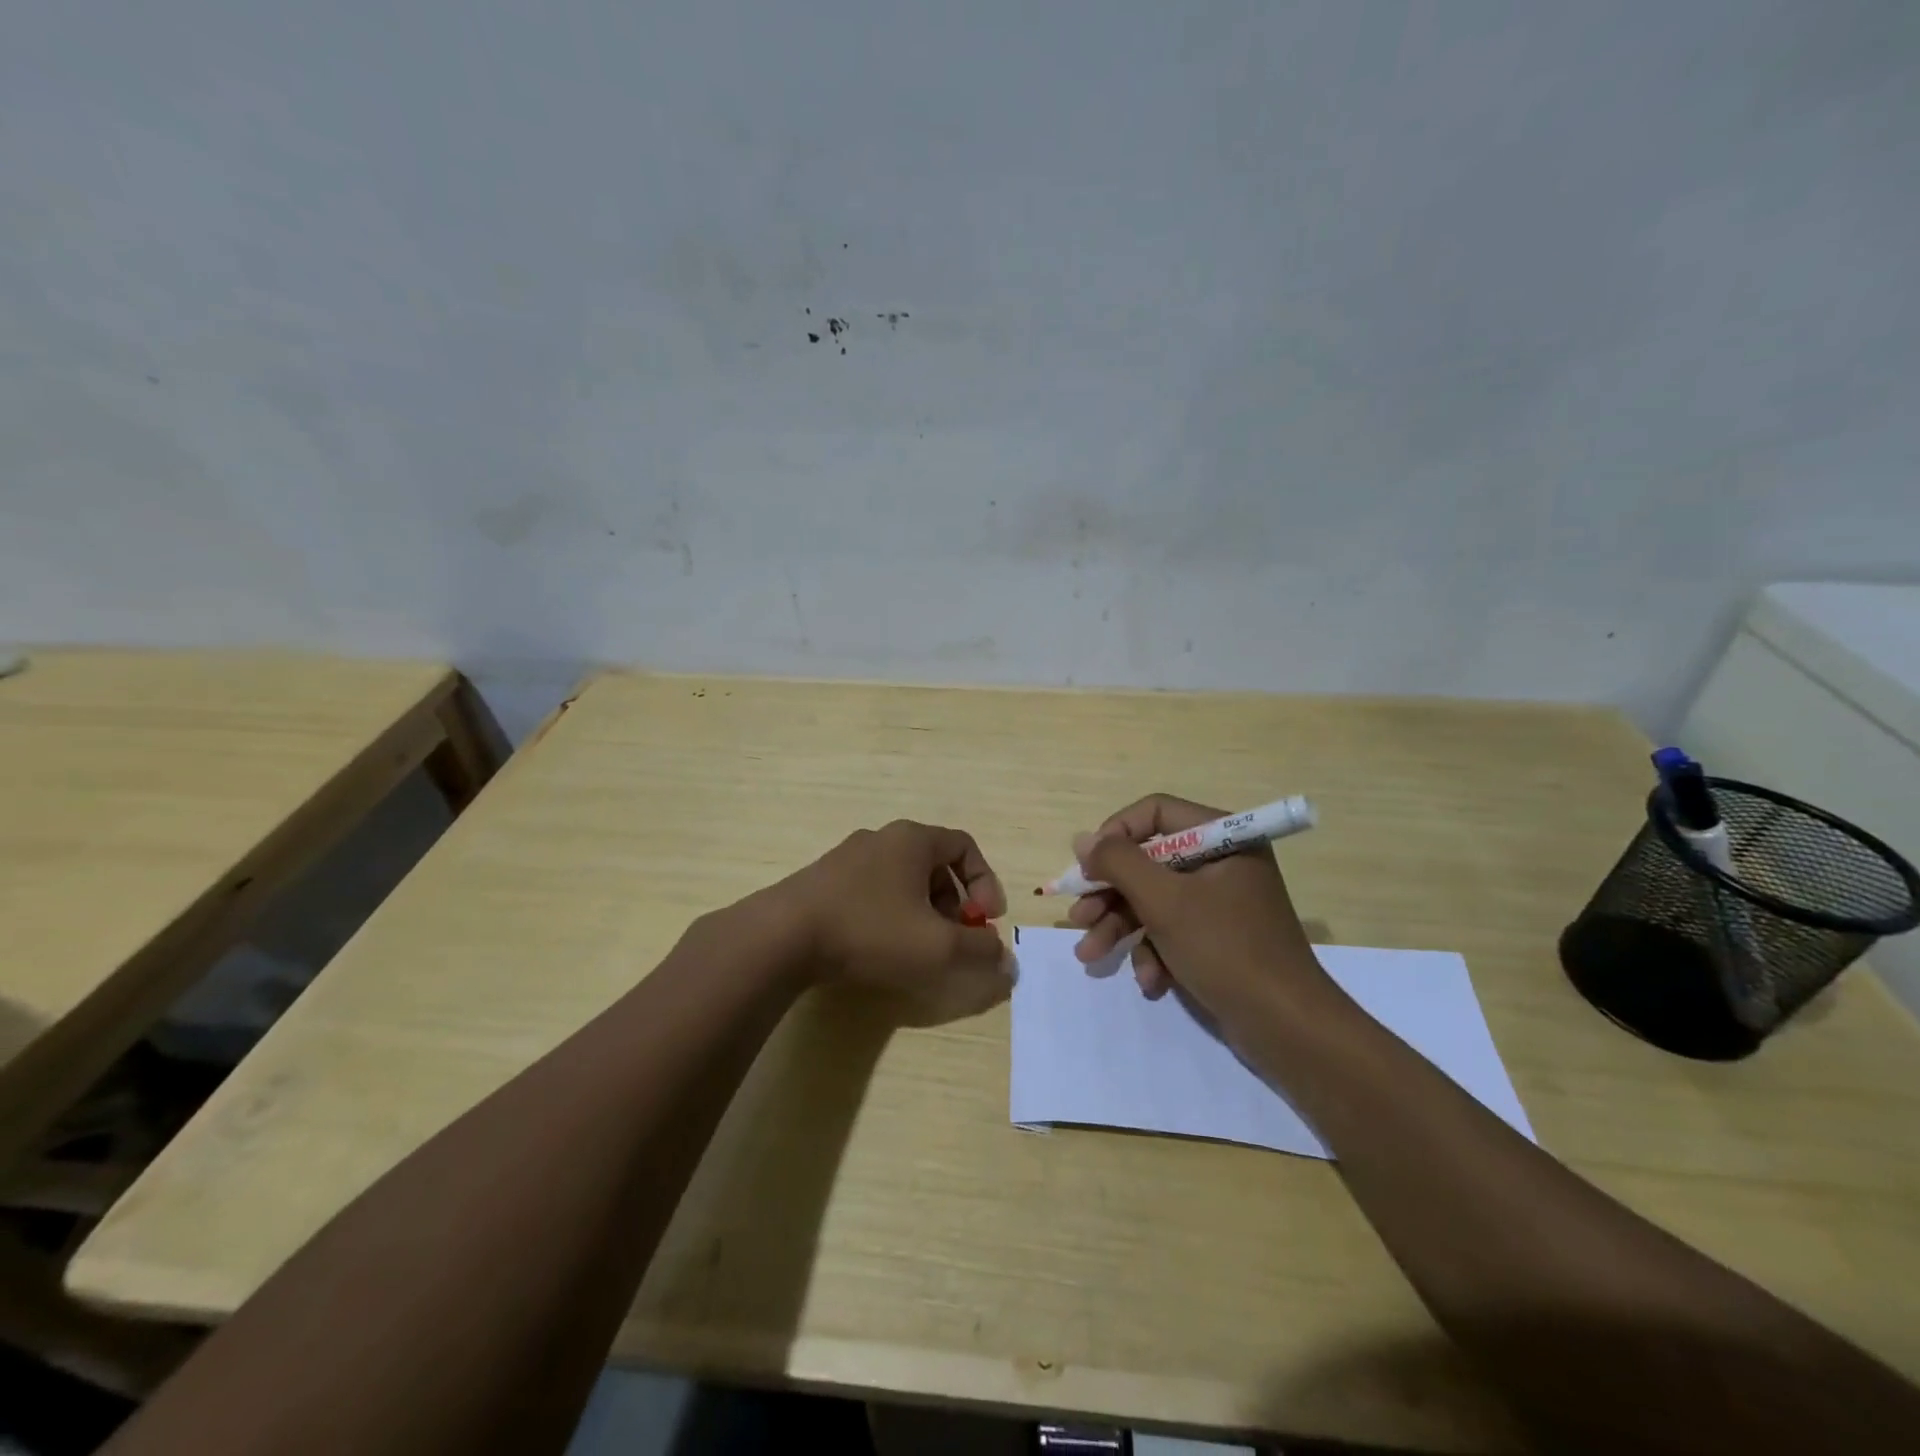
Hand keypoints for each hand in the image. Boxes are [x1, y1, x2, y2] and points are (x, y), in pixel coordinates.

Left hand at [779, 819, 1011, 1023]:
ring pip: (902, 879)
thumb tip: (1008, 961)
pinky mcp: (823, 881)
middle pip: (934, 864)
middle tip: (954, 938)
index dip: (985, 882)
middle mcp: (881, 838)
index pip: (965, 846)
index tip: (987, 920)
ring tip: (918, 948)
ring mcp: (848, 857)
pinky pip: (873, 891)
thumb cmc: (871, 931)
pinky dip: (890, 914)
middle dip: (954, 903)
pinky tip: (880, 947)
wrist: (783, 936)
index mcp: (913, 839)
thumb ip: (980, 952)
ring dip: (923, 911)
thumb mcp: (937, 947)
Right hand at [1067, 794, 1328, 1020]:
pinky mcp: (1218, 936)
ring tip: (1090, 956)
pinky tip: (1150, 981)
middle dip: (1110, 894)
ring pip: (1154, 899)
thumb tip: (1082, 839)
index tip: (1087, 867)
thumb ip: (1119, 863)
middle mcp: (1223, 861)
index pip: (1155, 813)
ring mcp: (1221, 901)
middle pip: (1148, 861)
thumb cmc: (1226, 950)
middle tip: (1078, 918)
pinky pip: (1172, 929)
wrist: (1287, 1028)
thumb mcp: (1164, 902)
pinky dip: (1154, 952)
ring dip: (1121, 927)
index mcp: (1224, 838)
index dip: (1115, 835)